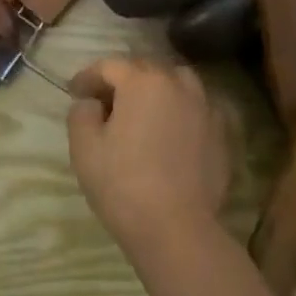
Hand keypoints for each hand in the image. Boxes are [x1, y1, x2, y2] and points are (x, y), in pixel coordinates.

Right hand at [66, 58, 230, 252]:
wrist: (177, 229)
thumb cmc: (123, 185)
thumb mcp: (84, 148)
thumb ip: (82, 114)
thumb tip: (92, 103)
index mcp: (142, 81)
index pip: (110, 66)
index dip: (88, 76)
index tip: (75, 92)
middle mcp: (176, 84)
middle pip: (145, 68)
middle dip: (123, 79)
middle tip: (105, 101)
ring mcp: (204, 107)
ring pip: (177, 81)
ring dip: (158, 87)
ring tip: (145, 109)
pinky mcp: (221, 133)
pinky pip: (199, 108)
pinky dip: (184, 109)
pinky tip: (175, 128)